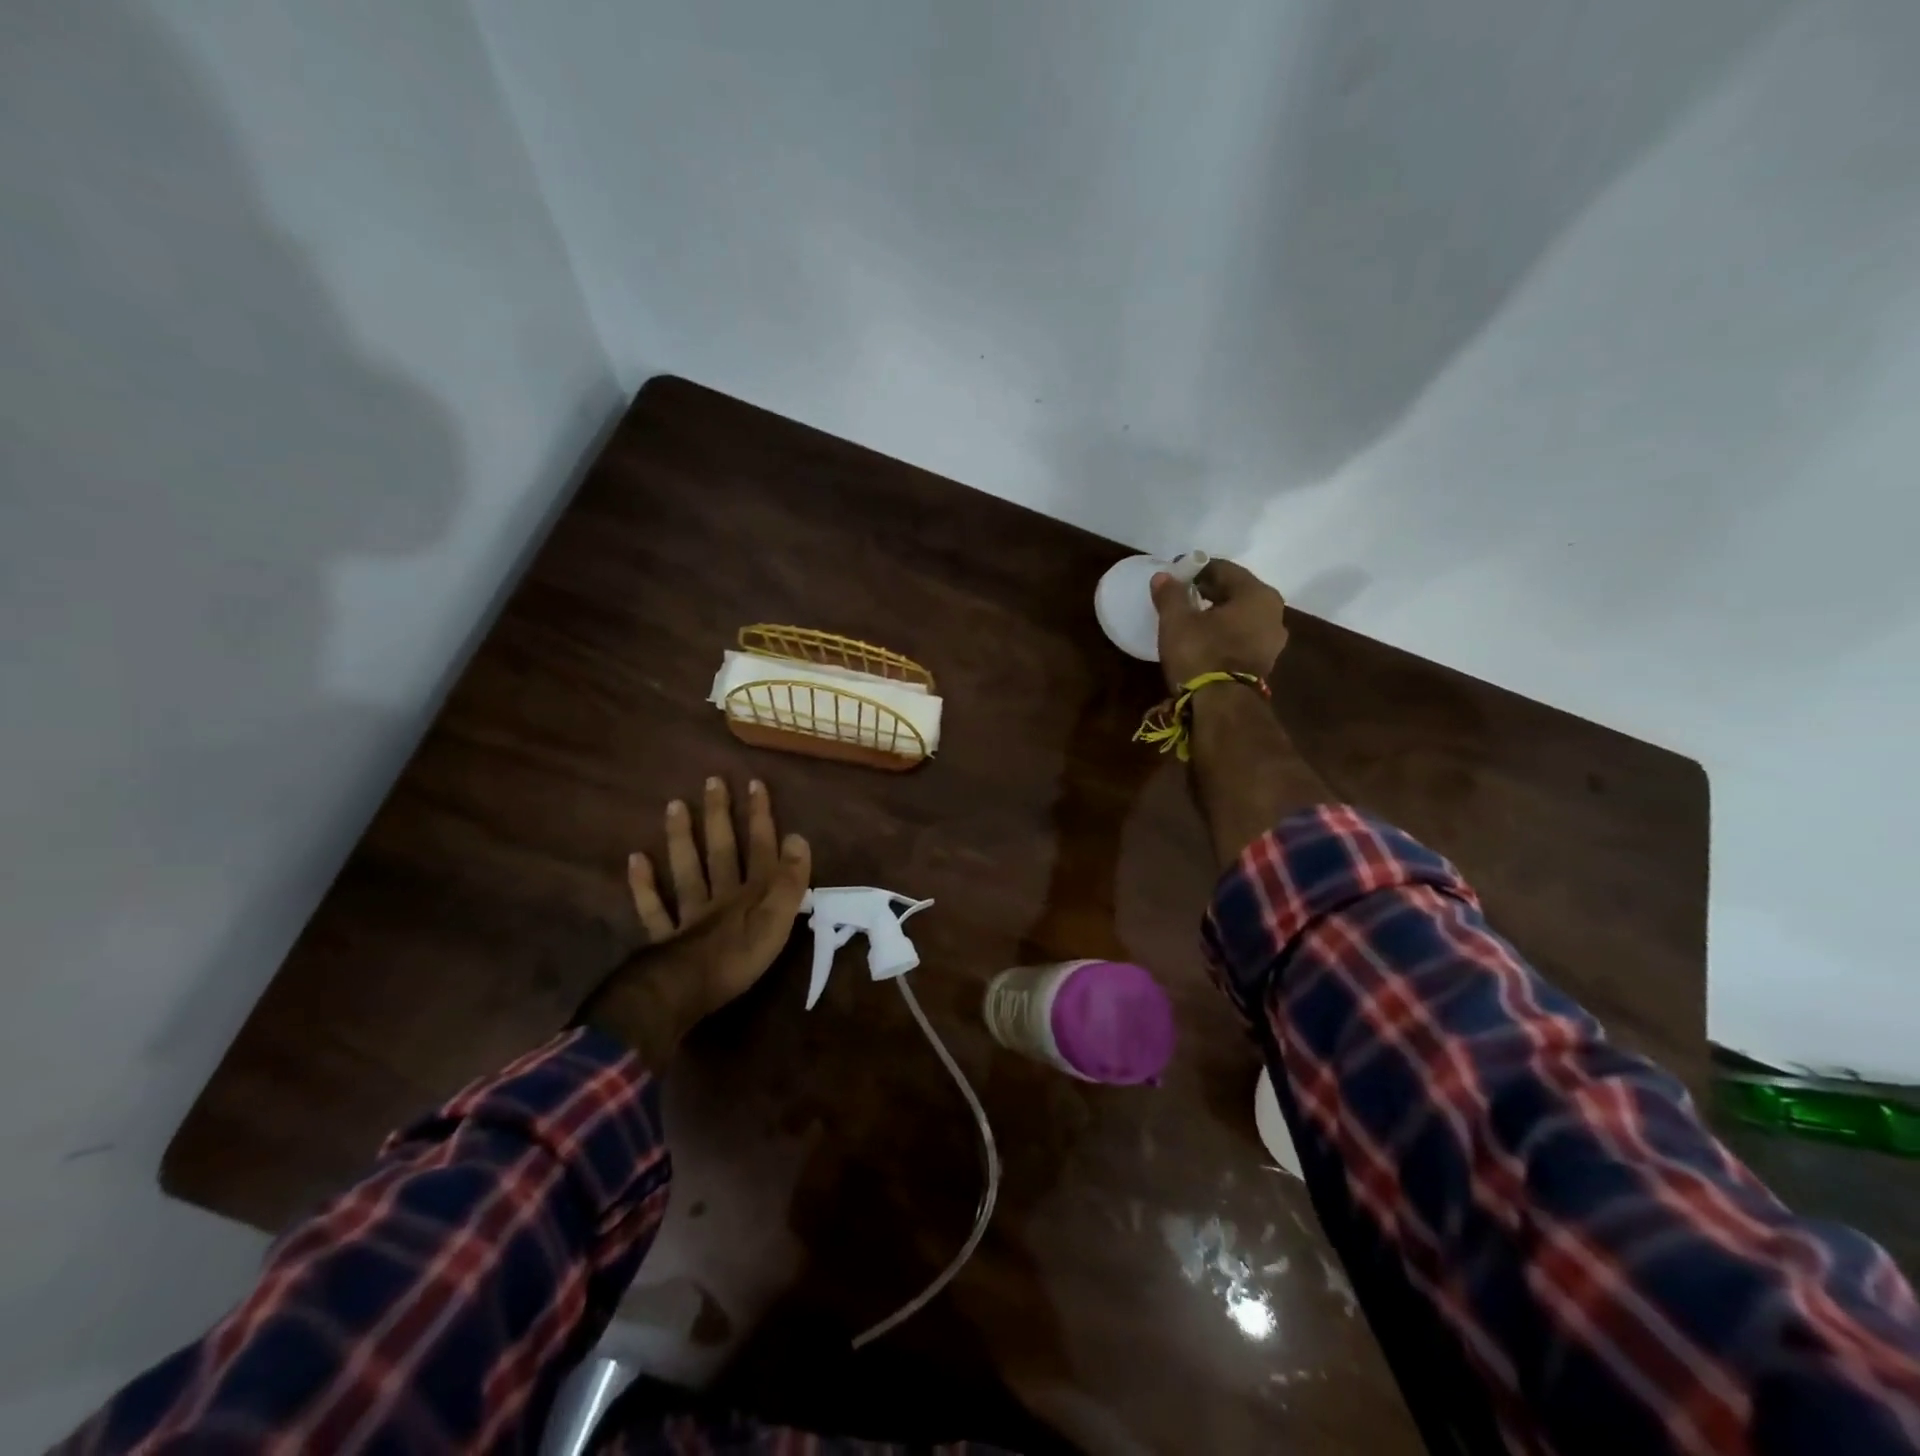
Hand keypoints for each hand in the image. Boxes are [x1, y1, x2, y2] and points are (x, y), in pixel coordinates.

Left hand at [580, 777, 811, 1064]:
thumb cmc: (740, 957)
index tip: (754, 783)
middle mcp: (721, 895)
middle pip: (722, 850)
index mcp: (753, 893)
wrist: (687, 990)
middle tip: (712, 781)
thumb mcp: (779, 918)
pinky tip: (635, 858)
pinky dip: (643, 883)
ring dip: (682, 837)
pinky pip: (654, 907)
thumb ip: (790, 880)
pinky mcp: (666, 937)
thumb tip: (798, 837)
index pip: (760, 848)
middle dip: (720, 816)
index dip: (760, 817)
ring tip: (674, 805)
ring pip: (687, 869)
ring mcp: (690, 914)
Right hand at [1151, 558, 1289, 687]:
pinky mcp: (1263, 664)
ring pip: (1239, 616)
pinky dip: (1223, 633)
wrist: (1222, 707)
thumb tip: (1163, 576)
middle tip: (1180, 595)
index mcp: (1257, 594)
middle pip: (1235, 592)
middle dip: (1208, 591)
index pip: (1224, 569)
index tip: (1175, 574)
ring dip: (1216, 614)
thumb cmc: (1201, 654)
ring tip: (1190, 619)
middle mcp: (1274, 613)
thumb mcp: (1177, 621)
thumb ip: (1171, 595)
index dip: (1196, 569)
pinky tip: (1203, 640)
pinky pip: (1241, 637)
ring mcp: (1272, 641)